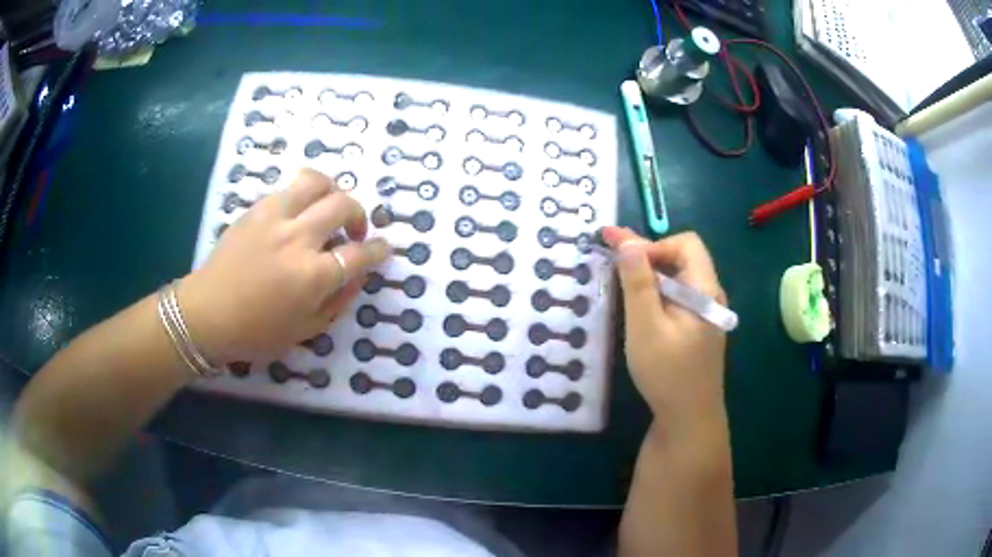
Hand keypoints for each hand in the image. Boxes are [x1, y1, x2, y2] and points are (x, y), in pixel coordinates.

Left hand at [178, 169, 390, 363]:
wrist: (206, 314)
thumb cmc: (256, 332)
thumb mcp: (305, 331)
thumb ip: (337, 302)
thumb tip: (356, 277)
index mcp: (311, 275)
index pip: (359, 254)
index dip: (378, 251)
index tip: (383, 250)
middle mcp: (296, 238)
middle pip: (342, 205)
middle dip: (359, 215)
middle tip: (353, 232)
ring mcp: (274, 218)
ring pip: (316, 182)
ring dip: (332, 192)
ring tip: (328, 209)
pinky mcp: (255, 210)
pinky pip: (288, 189)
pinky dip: (303, 196)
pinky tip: (298, 215)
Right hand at [601, 227, 727, 430]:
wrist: (689, 418)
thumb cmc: (667, 373)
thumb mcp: (645, 326)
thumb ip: (637, 282)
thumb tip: (627, 240)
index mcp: (705, 289)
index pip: (685, 243)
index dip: (653, 244)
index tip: (622, 260)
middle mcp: (710, 295)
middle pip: (682, 258)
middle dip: (646, 255)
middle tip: (611, 260)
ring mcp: (705, 313)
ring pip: (678, 278)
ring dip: (649, 274)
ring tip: (618, 281)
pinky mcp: (697, 328)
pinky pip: (677, 297)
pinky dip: (655, 293)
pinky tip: (637, 306)